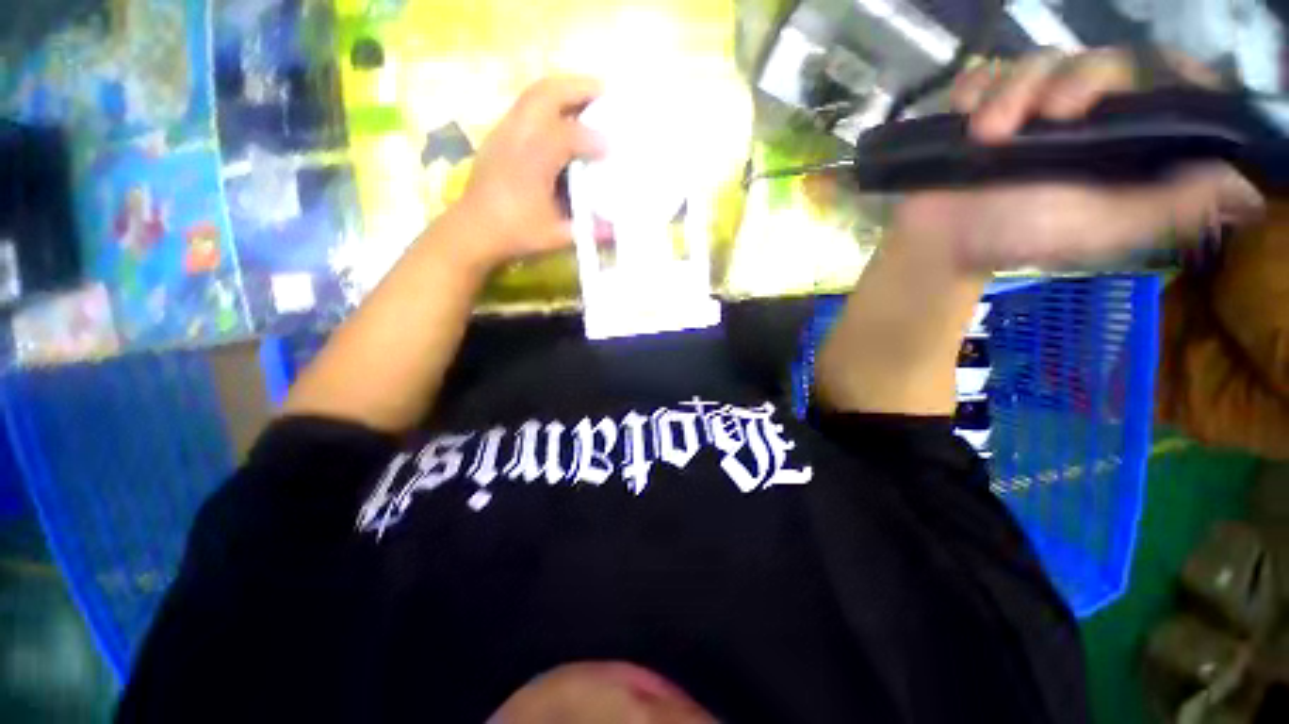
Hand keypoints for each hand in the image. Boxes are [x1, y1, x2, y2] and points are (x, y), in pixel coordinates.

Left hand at [451, 76, 605, 269]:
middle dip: (578, 88)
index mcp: (533, 161)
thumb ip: (587, 230)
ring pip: (533, 94)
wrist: (472, 231)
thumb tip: (615, 230)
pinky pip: (526, 106)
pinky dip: (548, 103)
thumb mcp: (555, 236)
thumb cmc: (515, 234)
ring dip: (563, 91)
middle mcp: (517, 137)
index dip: (593, 139)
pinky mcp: (498, 136)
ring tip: (586, 97)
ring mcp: (504, 132)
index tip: (612, 147)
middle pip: (547, 94)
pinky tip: (562, 118)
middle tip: (605, 91)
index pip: (568, 136)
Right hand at [893, 48, 1264, 270]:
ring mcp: (1028, 108)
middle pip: (1101, 59)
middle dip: (1078, 78)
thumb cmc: (1019, 238)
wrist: (940, 243)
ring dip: (1013, 88)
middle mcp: (1083, 115)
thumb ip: (1170, 206)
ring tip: (986, 132)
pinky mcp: (980, 109)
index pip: (1164, 82)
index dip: (1163, 69)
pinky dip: (974, 87)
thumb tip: (1241, 182)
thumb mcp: (1103, 229)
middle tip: (1048, 116)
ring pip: (1040, 60)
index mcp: (1121, 140)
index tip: (1143, 82)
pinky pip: (984, 73)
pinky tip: (965, 113)